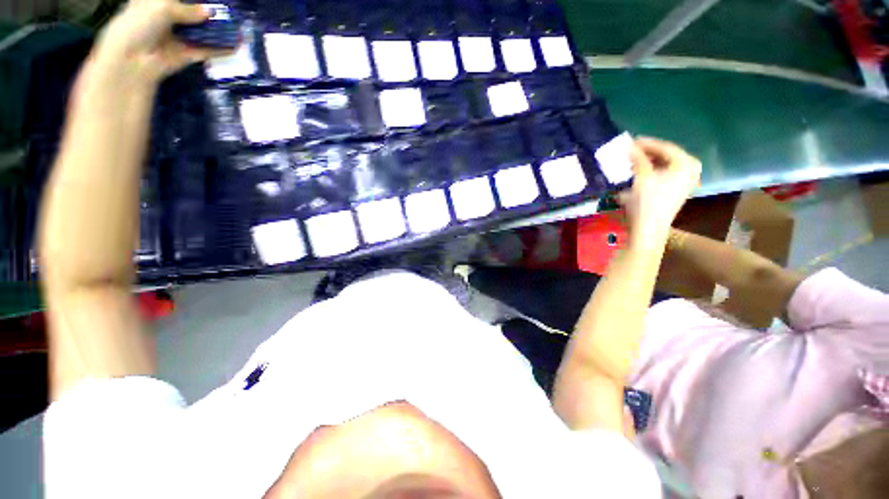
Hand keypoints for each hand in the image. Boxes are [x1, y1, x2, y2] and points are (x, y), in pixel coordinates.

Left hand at [87, 0, 224, 88]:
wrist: (134, 60)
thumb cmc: (140, 25)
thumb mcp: (162, 7)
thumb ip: (188, 8)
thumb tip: (209, 12)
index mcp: (153, 3)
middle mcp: (166, 18)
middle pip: (190, 12)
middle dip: (207, 10)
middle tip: (226, 8)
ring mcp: (178, 38)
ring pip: (201, 30)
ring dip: (217, 29)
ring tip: (236, 24)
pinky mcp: (187, 55)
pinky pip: (207, 50)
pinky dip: (221, 49)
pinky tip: (236, 46)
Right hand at [619, 137, 701, 244]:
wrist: (649, 227)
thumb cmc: (647, 201)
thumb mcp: (641, 177)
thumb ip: (638, 158)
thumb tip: (630, 146)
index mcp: (686, 163)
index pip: (665, 147)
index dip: (646, 143)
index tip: (630, 141)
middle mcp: (690, 169)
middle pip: (666, 155)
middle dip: (646, 153)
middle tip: (629, 151)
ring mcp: (685, 180)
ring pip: (664, 165)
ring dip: (646, 163)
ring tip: (630, 162)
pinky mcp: (677, 189)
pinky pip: (664, 174)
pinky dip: (650, 172)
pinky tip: (638, 173)